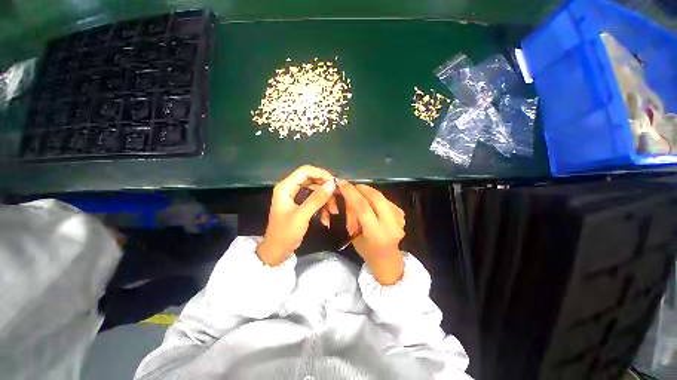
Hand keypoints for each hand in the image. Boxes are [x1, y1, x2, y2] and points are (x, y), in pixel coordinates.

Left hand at [257, 165, 335, 265]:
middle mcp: (290, 188)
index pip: (306, 171)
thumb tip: (332, 184)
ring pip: (315, 190)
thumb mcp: (302, 216)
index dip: (321, 174)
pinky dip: (321, 207)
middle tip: (337, 197)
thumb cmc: (285, 233)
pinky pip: (314, 200)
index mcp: (286, 187)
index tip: (334, 183)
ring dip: (325, 200)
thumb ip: (316, 199)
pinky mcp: (300, 204)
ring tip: (333, 212)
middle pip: (312, 180)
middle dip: (325, 189)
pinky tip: (326, 219)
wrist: (276, 251)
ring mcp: (295, 196)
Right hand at [338, 181, 405, 284]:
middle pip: (376, 197)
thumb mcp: (353, 234)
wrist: (388, 258)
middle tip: (351, 186)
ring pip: (382, 196)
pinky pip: (386, 200)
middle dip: (361, 188)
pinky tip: (370, 201)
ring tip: (359, 193)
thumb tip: (348, 196)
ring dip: (368, 191)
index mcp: (376, 234)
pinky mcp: (402, 214)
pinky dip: (376, 197)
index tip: (342, 184)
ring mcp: (399, 219)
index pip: (363, 207)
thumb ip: (351, 214)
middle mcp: (391, 225)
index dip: (351, 193)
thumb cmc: (366, 250)